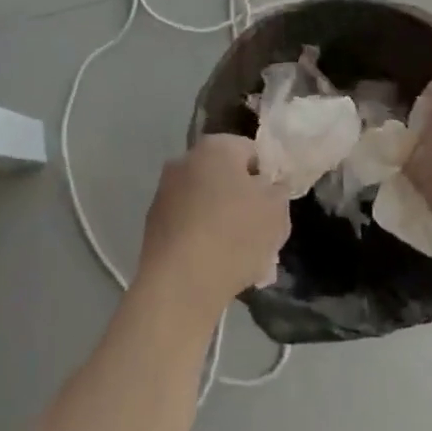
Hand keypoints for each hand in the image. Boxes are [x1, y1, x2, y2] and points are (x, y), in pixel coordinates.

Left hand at [136, 133, 290, 322]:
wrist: (179, 283)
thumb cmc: (234, 235)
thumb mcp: (276, 211)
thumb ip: (278, 191)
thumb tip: (268, 186)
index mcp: (215, 146)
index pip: (252, 152)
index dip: (268, 179)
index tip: (275, 207)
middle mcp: (185, 160)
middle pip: (227, 179)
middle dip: (245, 204)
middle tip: (263, 237)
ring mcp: (165, 192)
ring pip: (208, 205)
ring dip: (226, 225)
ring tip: (245, 261)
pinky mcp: (153, 224)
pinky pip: (190, 226)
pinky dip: (204, 241)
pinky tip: (219, 269)